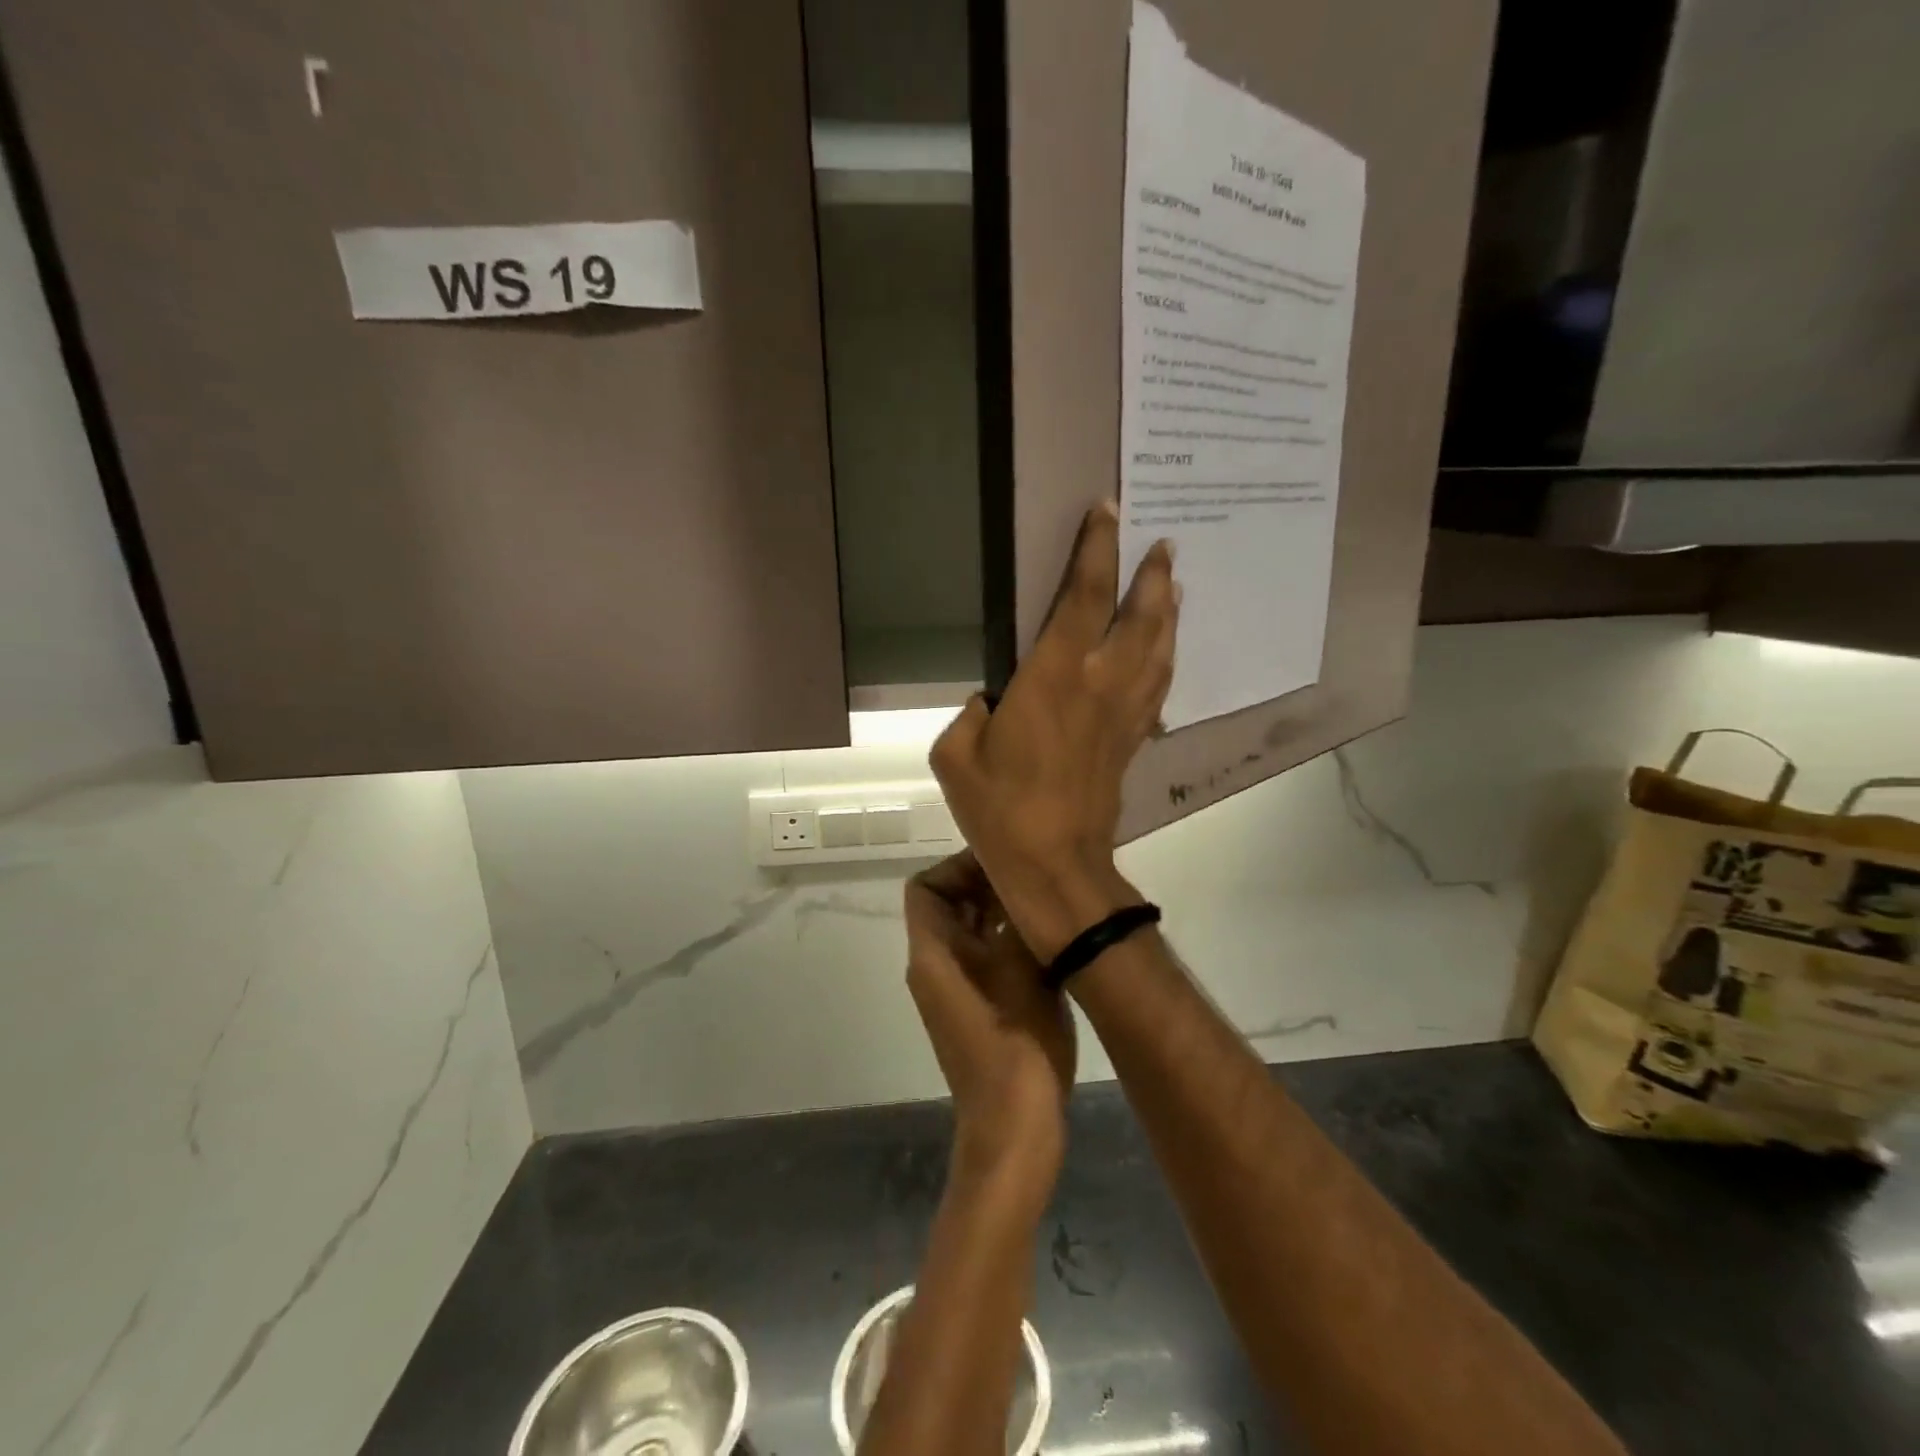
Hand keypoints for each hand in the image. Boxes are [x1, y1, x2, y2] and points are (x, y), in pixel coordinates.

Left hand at [905, 853, 1075, 1193]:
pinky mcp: (979, 1007)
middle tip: (1033, 875)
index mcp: (933, 956)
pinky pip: (985, 955)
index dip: (958, 866)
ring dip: (999, 910)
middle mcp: (936, 967)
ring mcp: (957, 990)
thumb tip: (1028, 886)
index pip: (925, 887)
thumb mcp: (1022, 974)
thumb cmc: (1016, 1050)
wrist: (1014, 1131)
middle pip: (948, 905)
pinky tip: (1047, 935)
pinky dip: (1007, 937)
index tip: (1003, 862)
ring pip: (969, 930)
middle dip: (984, 883)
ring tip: (1044, 898)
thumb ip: (1019, 923)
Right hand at [930, 503, 1177, 958]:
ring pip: (1158, 649)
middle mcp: (1099, 684)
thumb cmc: (999, 808)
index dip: (1097, 550)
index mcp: (1053, 676)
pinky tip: (1166, 650)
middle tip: (1162, 544)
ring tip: (1175, 585)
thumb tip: (992, 703)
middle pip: (1139, 616)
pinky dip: (1166, 659)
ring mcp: (1123, 713)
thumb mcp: (956, 754)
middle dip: (1151, 575)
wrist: (1055, 864)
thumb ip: (972, 715)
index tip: (1108, 511)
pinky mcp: (1132, 740)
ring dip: (1169, 612)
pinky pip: (1158, 687)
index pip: (1083, 597)